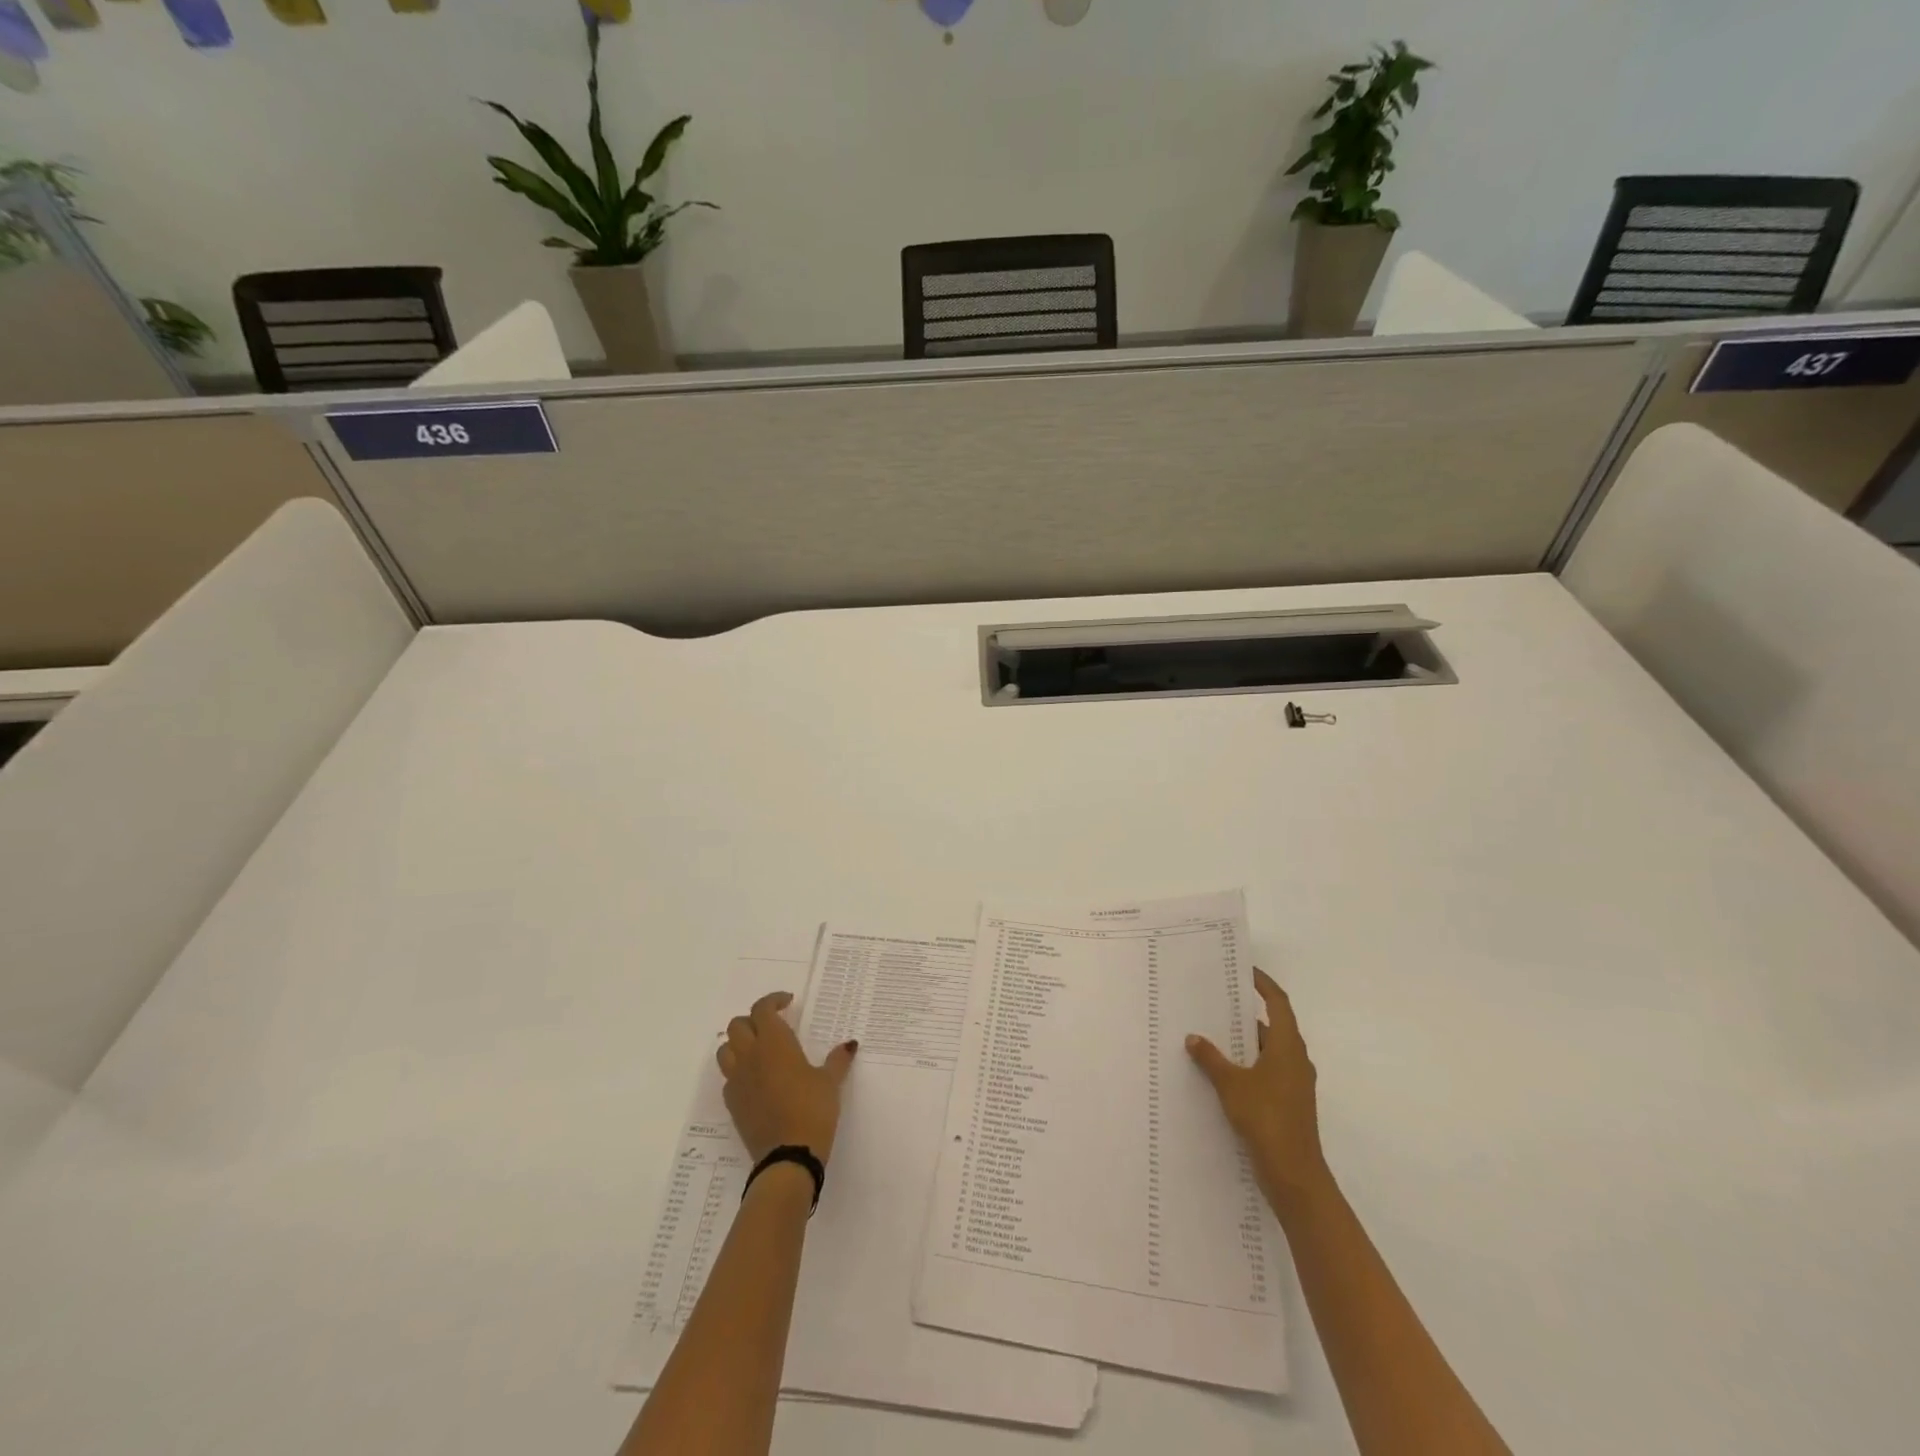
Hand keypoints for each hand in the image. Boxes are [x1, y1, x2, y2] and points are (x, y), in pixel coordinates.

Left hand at [716, 991, 857, 1163]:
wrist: (787, 1157)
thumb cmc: (812, 1109)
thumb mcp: (829, 1082)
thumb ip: (837, 1060)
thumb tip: (850, 1044)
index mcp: (774, 1043)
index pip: (762, 1009)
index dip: (773, 1000)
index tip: (788, 1002)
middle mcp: (750, 1056)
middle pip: (737, 1025)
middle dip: (753, 1020)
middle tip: (773, 1026)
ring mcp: (737, 1081)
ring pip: (726, 1050)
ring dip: (739, 1044)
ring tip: (758, 1050)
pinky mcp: (732, 1104)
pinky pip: (728, 1078)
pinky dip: (738, 1071)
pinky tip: (756, 1080)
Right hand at [1187, 968, 1330, 1211]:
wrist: (1294, 1175)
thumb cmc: (1266, 1119)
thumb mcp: (1231, 1085)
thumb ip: (1211, 1058)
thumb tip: (1193, 1037)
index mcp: (1287, 1047)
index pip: (1279, 1004)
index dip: (1264, 984)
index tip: (1245, 970)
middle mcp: (1295, 1060)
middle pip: (1273, 1026)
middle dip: (1247, 1012)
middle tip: (1218, 1000)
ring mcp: (1294, 1084)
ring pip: (1268, 1051)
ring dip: (1245, 1041)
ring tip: (1213, 1033)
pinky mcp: (1288, 1103)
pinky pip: (1266, 1071)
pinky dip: (1247, 1064)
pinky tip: (1222, 1071)